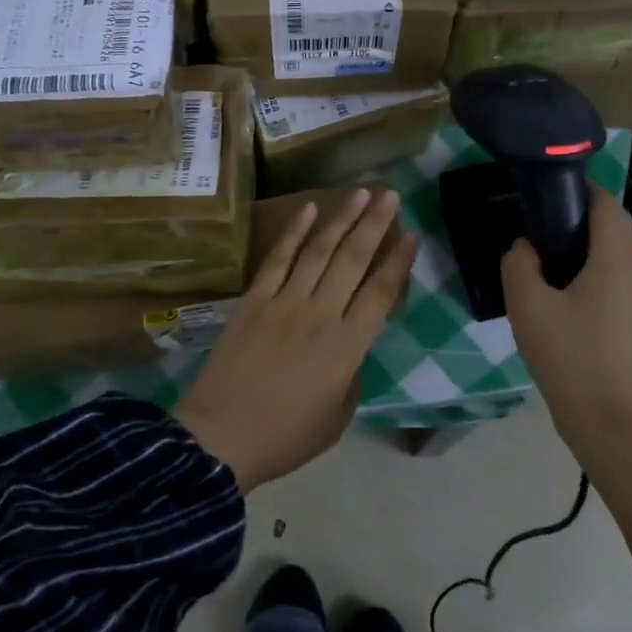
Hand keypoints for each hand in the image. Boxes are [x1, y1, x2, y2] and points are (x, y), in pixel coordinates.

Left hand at [176, 187, 415, 492]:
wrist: (221, 439)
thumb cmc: (285, 437)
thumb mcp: (337, 418)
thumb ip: (351, 377)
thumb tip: (350, 350)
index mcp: (347, 347)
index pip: (380, 293)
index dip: (398, 263)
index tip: (411, 235)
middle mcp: (320, 315)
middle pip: (353, 260)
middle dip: (374, 224)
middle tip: (389, 195)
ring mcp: (284, 303)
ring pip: (319, 252)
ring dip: (341, 219)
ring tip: (360, 192)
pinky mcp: (253, 301)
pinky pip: (277, 259)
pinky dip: (294, 233)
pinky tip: (309, 209)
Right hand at [501, 185, 631, 455]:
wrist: (612, 424)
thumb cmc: (570, 358)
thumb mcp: (529, 307)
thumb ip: (520, 265)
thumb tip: (525, 247)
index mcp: (615, 261)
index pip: (607, 205)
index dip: (581, 188)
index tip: (546, 189)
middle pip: (614, 230)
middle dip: (579, 219)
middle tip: (537, 226)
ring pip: (615, 260)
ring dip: (584, 251)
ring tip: (543, 263)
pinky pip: (615, 286)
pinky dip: (590, 278)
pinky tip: (560, 303)